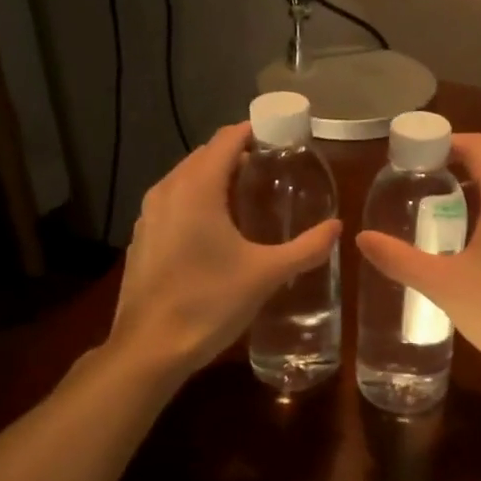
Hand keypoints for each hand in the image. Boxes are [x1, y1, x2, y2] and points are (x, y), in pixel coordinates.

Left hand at [109, 123, 340, 380]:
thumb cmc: (208, 303)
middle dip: (237, 154)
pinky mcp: (143, 237)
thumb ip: (305, 248)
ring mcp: (149, 214)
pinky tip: (216, 227)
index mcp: (197, 188)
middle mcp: (168, 190)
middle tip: (272, 166)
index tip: (281, 136)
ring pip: (186, 178)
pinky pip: (173, 201)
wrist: (148, 349)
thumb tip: (337, 227)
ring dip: (215, 176)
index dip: (253, 131)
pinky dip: (196, 198)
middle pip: (205, 155)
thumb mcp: (265, 275)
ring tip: (248, 192)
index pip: (226, 139)